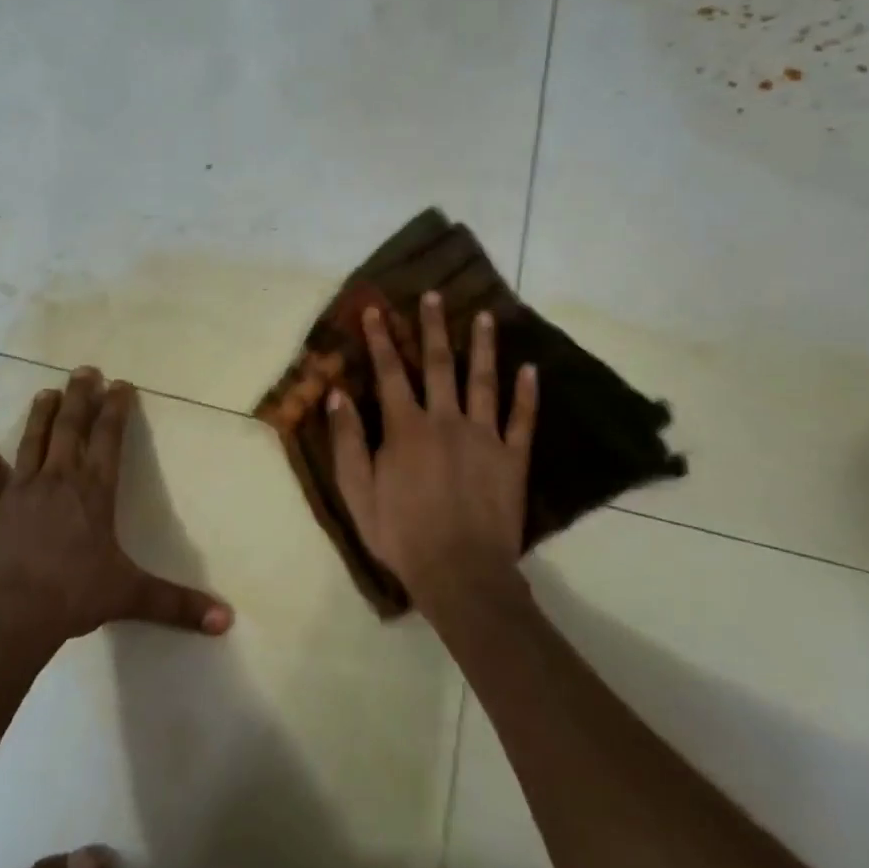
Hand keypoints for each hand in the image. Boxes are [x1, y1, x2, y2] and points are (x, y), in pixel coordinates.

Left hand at [0, 368, 233, 642]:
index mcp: (93, 491)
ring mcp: (18, 493)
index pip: (108, 439)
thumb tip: (226, 621)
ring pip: (30, 444)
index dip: (116, 410)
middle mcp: (57, 481)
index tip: (120, 384)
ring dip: (39, 418)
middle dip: (78, 397)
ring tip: (45, 393)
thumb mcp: (131, 596)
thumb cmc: (74, 596)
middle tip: (83, 370)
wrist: (9, 614)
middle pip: (69, 428)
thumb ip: (177, 604)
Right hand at [329, 293, 538, 601]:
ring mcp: (484, 437)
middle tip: (435, 295)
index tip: (375, 310)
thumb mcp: (357, 491)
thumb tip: (337, 395)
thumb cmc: (400, 533)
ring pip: (484, 382)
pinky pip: (522, 420)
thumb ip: (347, 441)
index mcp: (405, 428)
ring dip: (484, 347)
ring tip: (487, 315)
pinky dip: (528, 394)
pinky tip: (531, 370)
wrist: (460, 573)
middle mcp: (446, 421)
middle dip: (433, 327)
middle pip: (440, 365)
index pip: (390, 372)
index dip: (380, 339)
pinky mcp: (512, 458)